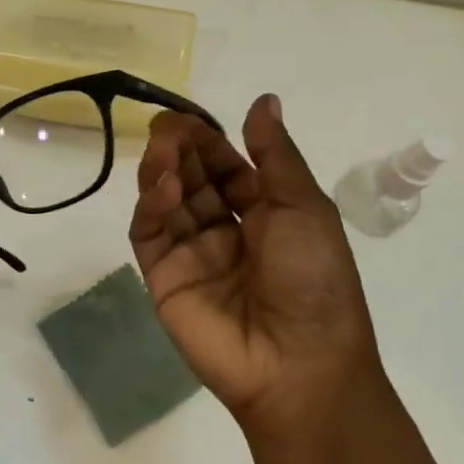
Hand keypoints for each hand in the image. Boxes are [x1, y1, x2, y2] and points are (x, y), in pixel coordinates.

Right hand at [129, 94, 379, 440]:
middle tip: (167, 126)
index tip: (189, 117)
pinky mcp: (162, 276)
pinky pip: (149, 232)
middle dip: (181, 150)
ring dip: (163, 171)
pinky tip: (164, 187)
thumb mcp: (304, 207)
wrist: (299, 363)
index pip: (227, 167)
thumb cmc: (314, 279)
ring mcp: (191, 253)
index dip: (209, 141)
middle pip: (193, 179)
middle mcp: (225, 230)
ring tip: (164, 149)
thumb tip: (264, 100)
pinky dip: (151, 205)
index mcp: (265, 214)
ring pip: (166, 201)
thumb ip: (274, 154)